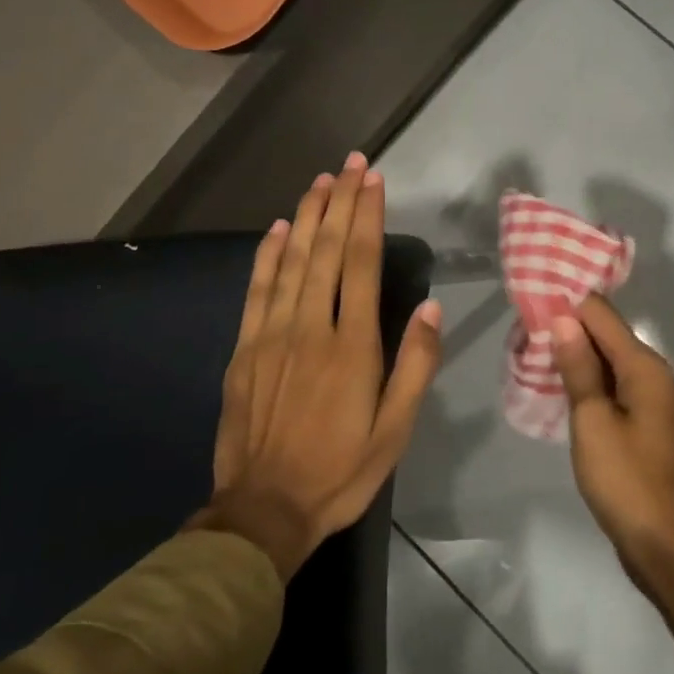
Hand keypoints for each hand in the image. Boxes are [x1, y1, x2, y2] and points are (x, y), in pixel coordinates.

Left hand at [189, 153, 442, 579]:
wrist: (264, 510)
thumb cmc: (341, 471)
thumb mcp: (395, 430)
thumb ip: (415, 365)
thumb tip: (429, 307)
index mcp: (352, 347)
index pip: (360, 264)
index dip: (366, 217)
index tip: (373, 180)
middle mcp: (310, 328)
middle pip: (325, 251)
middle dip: (339, 202)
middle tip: (349, 163)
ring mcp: (271, 336)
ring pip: (291, 261)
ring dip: (307, 217)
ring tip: (320, 181)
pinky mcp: (244, 350)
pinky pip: (256, 290)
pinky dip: (267, 255)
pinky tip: (277, 229)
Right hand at [549, 296, 673, 585]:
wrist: (666, 544)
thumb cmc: (625, 479)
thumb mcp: (593, 421)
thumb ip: (579, 367)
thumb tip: (565, 318)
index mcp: (646, 368)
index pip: (604, 317)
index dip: (569, 307)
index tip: (532, 304)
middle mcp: (657, 376)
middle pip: (611, 337)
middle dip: (572, 331)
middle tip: (526, 330)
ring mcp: (656, 403)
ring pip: (613, 365)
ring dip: (580, 358)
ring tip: (537, 354)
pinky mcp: (650, 427)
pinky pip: (618, 389)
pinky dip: (593, 384)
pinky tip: (566, 389)